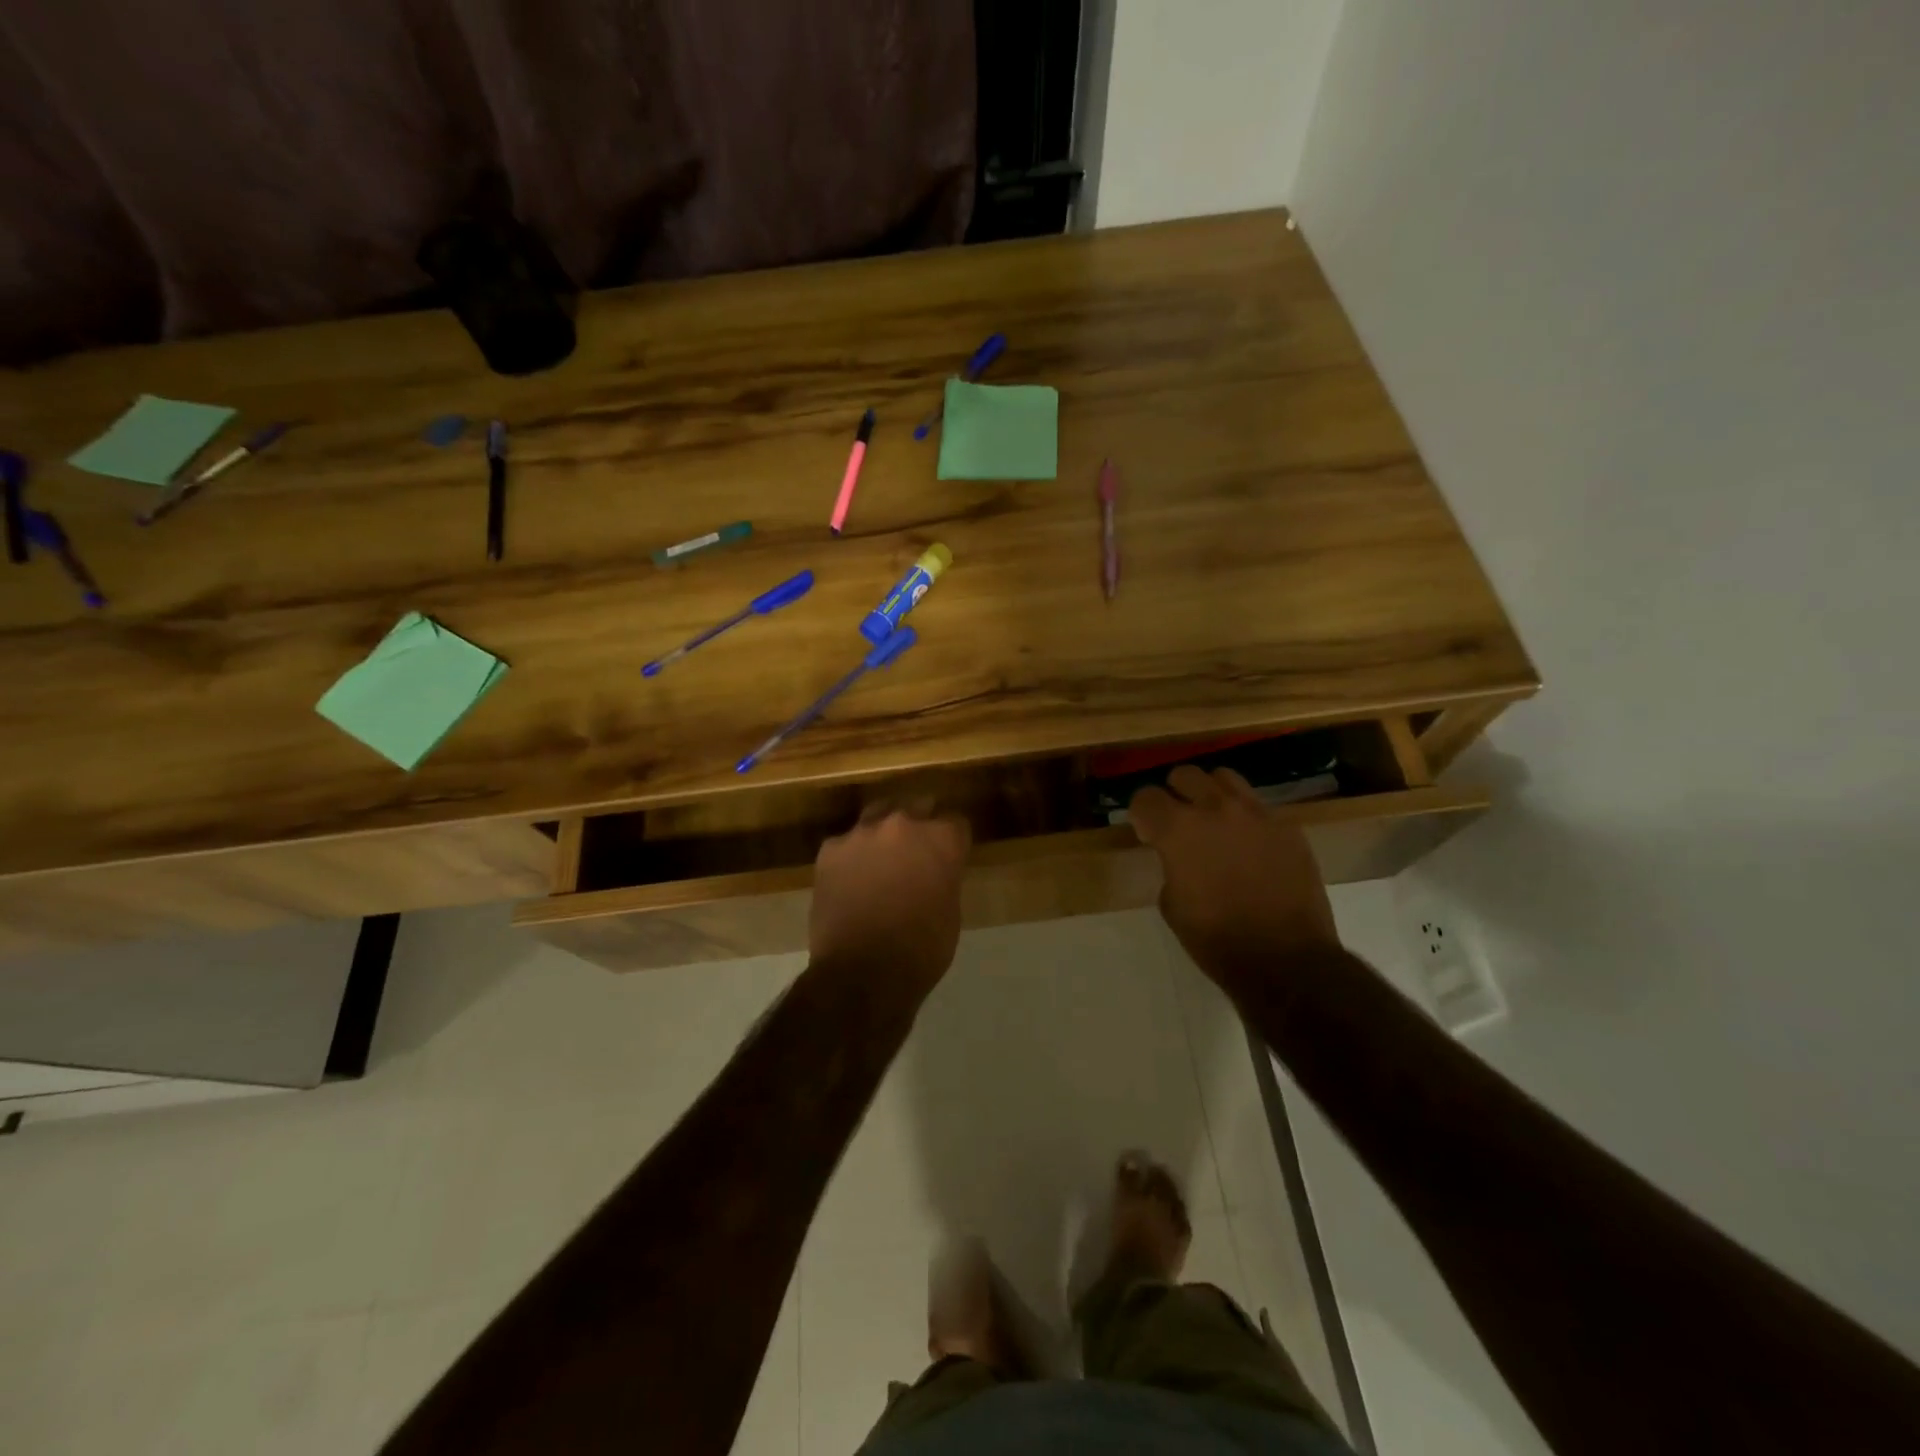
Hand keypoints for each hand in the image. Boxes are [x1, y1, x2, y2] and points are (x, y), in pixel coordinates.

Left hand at [810, 803, 970, 993]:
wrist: (862, 973)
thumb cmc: (921, 950)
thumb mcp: (950, 911)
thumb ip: (944, 876)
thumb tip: (934, 870)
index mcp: (941, 839)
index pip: (956, 821)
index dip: (953, 840)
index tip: (950, 854)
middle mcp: (903, 824)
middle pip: (917, 807)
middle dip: (920, 824)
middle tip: (918, 851)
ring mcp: (862, 833)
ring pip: (878, 815)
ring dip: (884, 832)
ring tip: (882, 857)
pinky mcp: (830, 849)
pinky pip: (847, 843)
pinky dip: (852, 856)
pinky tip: (851, 879)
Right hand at [1130, 766, 1339, 985]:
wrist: (1285, 960)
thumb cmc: (1216, 939)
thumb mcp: (1171, 905)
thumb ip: (1169, 866)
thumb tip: (1178, 857)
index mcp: (1179, 829)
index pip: (1146, 797)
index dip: (1141, 814)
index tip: (1147, 834)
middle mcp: (1216, 809)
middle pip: (1185, 775)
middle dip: (1175, 794)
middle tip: (1177, 822)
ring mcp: (1257, 814)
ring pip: (1225, 779)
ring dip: (1211, 795)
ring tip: (1214, 822)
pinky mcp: (1288, 828)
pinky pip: (1258, 808)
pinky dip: (1245, 819)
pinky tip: (1248, 847)